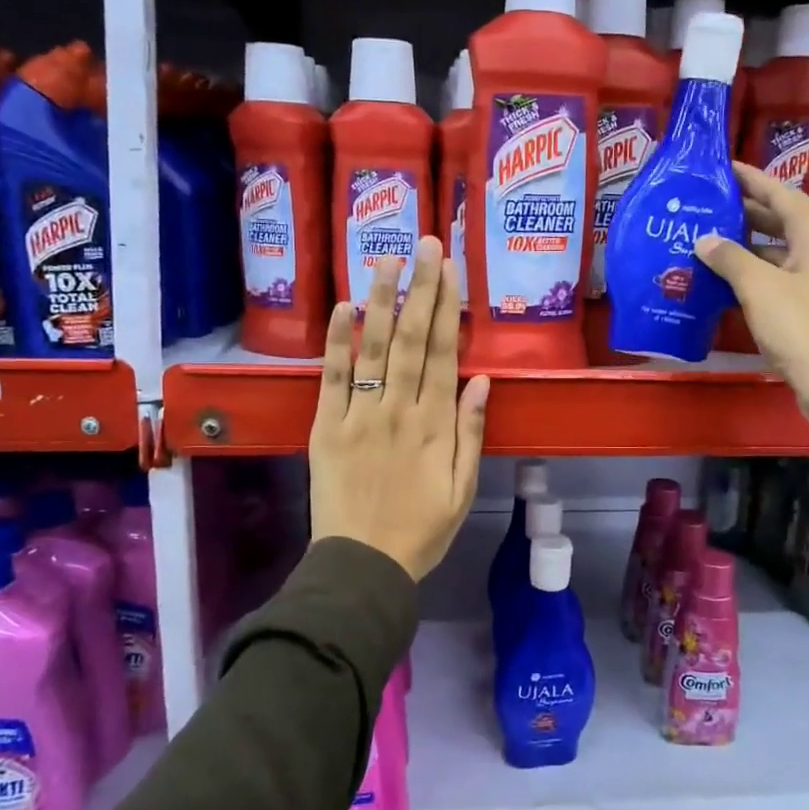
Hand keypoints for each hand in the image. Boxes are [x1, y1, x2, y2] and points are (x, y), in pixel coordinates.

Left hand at [308, 237, 489, 580]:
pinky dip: (337, 342)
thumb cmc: (422, 530)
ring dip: (381, 301)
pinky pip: (332, 378)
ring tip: (387, 258)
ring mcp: (359, 416)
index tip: (451, 269)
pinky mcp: (326, 427)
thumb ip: (472, 433)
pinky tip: (342, 307)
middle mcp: (399, 410)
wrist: (364, 565)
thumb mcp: (463, 489)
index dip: (449, 307)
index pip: (445, 353)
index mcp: (436, 425)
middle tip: (425, 244)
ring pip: (373, 348)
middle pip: (413, 339)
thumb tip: (482, 380)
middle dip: (420, 288)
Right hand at [695, 162, 808, 438]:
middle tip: (703, 206)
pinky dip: (747, 276)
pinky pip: (772, 280)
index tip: (721, 167)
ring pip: (773, 253)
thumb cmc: (803, 326)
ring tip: (702, 241)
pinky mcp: (806, 309)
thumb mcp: (760, 287)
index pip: (780, 193)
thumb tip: (704, 240)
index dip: (751, 179)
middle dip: (742, 212)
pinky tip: (719, 281)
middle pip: (777, 221)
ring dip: (741, 248)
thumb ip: (730, 259)